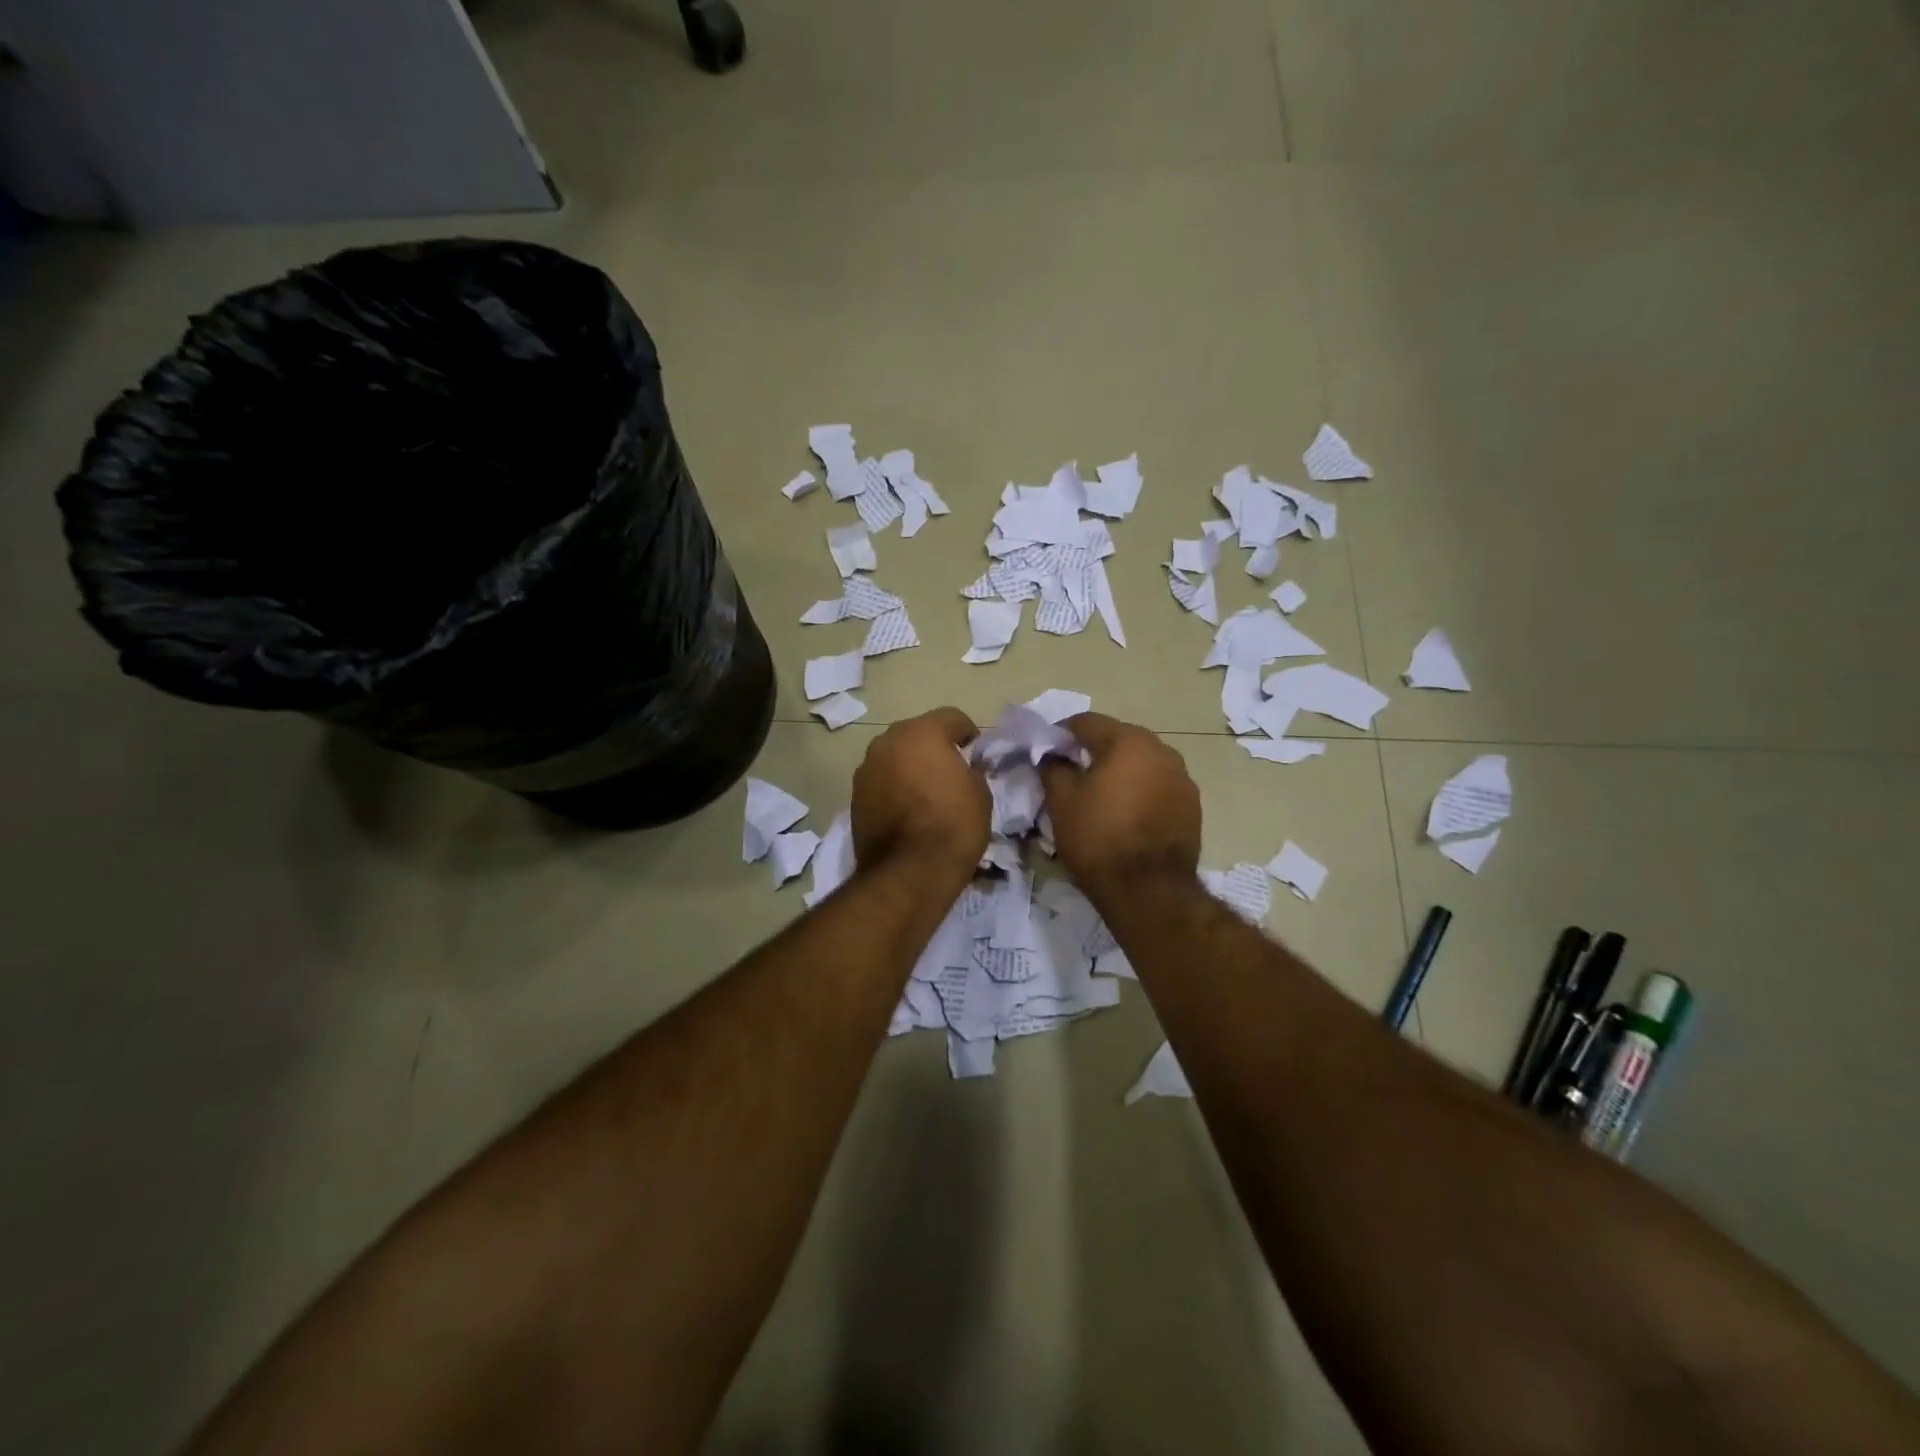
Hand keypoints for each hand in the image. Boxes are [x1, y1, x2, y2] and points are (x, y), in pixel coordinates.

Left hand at [851, 707, 990, 878]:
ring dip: (909, 766)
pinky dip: (893, 787)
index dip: (968, 733)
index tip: (976, 753)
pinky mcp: (854, 795)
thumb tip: (966, 767)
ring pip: (894, 756)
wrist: (909, 872)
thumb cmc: (953, 825)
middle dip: (934, 747)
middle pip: (917, 733)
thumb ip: (972, 770)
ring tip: (925, 792)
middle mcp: (888, 741)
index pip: (951, 717)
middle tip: (950, 771)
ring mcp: (866, 768)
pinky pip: (881, 781)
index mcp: (922, 732)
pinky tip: (907, 810)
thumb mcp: (980, 794)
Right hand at [1039, 712, 1201, 895]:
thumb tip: (1052, 756)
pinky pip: (1158, 786)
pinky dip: (1140, 791)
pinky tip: (1126, 814)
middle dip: (1093, 751)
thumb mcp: (1061, 802)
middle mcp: (1162, 750)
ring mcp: (1182, 778)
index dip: (1061, 734)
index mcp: (1128, 741)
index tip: (1046, 751)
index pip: (1087, 722)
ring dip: (1120, 771)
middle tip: (1071, 773)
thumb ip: (1053, 768)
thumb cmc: (1099, 839)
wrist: (1149, 891)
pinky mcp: (1192, 805)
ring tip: (1100, 796)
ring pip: (1142, 763)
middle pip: (1118, 739)